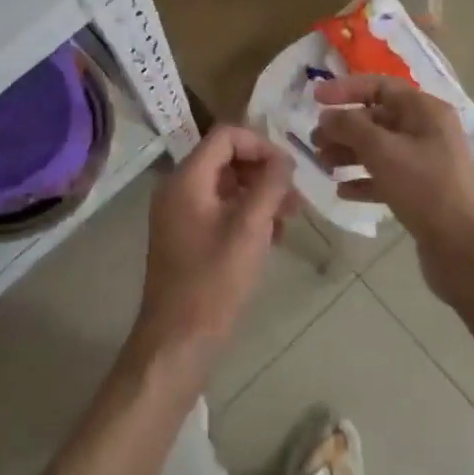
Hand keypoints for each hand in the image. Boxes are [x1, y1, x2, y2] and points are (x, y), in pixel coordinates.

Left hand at [133, 127, 295, 367]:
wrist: (179, 339)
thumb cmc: (215, 280)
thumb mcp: (250, 227)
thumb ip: (269, 185)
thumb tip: (284, 159)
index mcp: (186, 179)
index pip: (226, 136)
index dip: (261, 145)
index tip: (289, 171)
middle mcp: (178, 188)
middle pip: (226, 158)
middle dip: (263, 172)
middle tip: (295, 198)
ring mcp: (180, 213)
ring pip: (226, 185)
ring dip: (259, 195)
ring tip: (289, 219)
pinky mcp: (187, 235)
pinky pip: (220, 208)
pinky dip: (246, 214)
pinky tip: (271, 237)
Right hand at [312, 76, 473, 307]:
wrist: (463, 247)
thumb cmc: (424, 187)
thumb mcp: (383, 151)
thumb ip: (350, 127)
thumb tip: (328, 115)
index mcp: (425, 111)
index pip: (380, 86)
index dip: (345, 89)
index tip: (315, 99)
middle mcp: (427, 130)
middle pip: (377, 118)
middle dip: (344, 127)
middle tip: (315, 141)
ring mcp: (425, 162)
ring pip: (379, 148)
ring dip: (349, 154)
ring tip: (324, 165)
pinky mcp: (421, 191)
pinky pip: (386, 176)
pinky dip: (363, 180)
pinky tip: (343, 190)